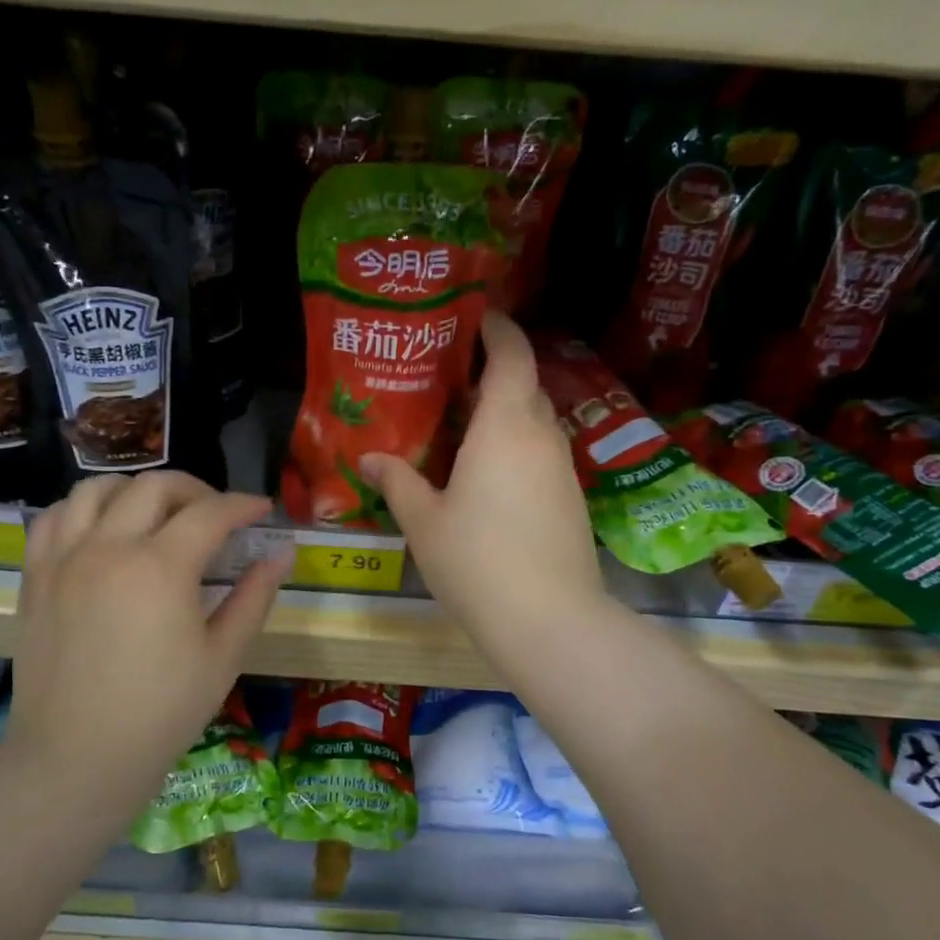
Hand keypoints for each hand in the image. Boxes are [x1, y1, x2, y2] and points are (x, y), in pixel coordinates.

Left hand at [6, 472, 289, 815]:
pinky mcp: (35, 577)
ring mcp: (64, 558)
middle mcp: (108, 547)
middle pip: (155, 486)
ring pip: (97, 488)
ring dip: (136, 490)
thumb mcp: (224, 656)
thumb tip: (282, 552)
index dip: (243, 505)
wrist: (77, 757)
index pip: (210, 512)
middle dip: (196, 490)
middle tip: (217, 516)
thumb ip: (255, 596)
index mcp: (160, 567)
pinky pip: (53, 518)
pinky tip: (102, 531)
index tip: (262, 511)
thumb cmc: (162, 713)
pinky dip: (83, 510)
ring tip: (157, 515)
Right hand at [361, 313, 604, 658]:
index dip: (497, 330)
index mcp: (505, 426)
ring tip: (465, 429)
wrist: (549, 620)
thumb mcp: (424, 522)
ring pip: (535, 423)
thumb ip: (397, 482)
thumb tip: (368, 458)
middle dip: (495, 374)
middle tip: (452, 381)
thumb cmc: (477, 561)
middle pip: (525, 386)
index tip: (476, 318)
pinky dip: (518, 449)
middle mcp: (541, 437)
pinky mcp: (571, 500)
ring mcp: (563, 469)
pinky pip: (542, 455)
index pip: (512, 355)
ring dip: (507, 415)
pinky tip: (489, 478)